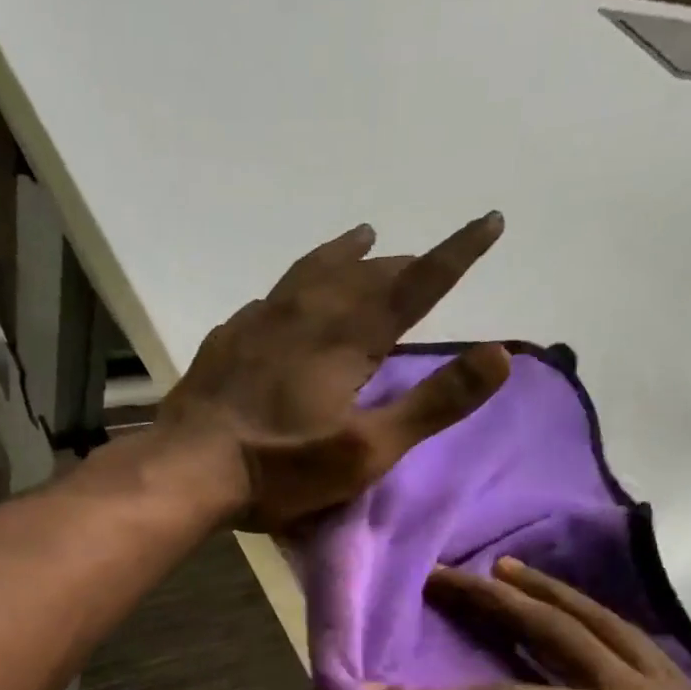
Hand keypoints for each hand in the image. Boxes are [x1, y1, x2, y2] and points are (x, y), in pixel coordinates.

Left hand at [159, 214, 511, 530]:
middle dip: (400, 263)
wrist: (189, 468)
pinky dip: (295, 284)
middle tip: (421, 257)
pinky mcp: (228, 339)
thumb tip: (501, 355)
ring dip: (344, 254)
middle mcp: (308, 315)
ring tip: (362, 238)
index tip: (489, 221)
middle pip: (365, 275)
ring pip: (312, 272)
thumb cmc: (282, 467)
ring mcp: (261, 322)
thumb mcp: (367, 449)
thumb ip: (433, 404)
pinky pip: (271, 296)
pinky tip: (286, 295)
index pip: (416, 284)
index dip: (456, 253)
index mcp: (348, 338)